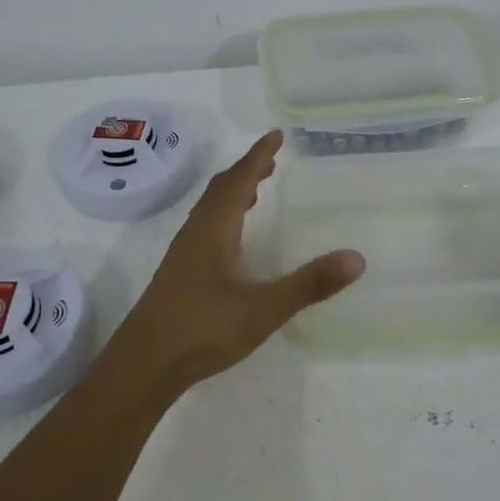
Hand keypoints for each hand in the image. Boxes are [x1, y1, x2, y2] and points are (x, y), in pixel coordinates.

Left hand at [102, 131, 364, 399]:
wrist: (143, 365)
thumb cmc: (203, 329)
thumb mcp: (263, 308)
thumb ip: (309, 284)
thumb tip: (356, 258)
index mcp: (215, 229)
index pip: (239, 180)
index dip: (258, 156)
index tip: (276, 135)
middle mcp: (196, 233)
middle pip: (221, 189)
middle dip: (246, 170)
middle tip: (271, 160)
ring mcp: (184, 254)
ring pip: (210, 209)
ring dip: (233, 192)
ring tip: (255, 191)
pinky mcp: (179, 274)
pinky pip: (205, 228)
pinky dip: (224, 216)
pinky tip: (232, 241)